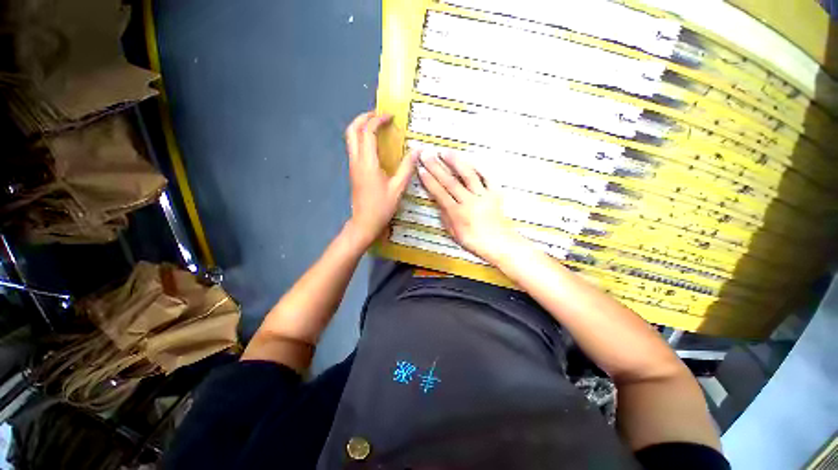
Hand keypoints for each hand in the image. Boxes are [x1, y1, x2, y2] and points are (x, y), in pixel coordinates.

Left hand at [344, 111, 417, 246]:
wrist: (364, 223)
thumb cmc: (381, 207)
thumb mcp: (398, 188)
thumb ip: (407, 168)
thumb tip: (417, 150)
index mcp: (367, 163)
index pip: (367, 132)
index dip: (378, 120)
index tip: (391, 117)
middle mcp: (356, 160)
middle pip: (352, 130)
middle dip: (364, 117)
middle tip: (380, 115)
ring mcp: (352, 166)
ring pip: (350, 138)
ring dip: (361, 127)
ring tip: (378, 126)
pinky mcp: (353, 171)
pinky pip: (354, 147)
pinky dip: (362, 138)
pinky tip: (376, 145)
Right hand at [417, 150, 525, 263]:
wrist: (498, 242)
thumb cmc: (474, 240)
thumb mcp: (453, 231)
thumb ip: (445, 214)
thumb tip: (438, 200)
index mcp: (457, 213)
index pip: (439, 193)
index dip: (429, 180)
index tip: (421, 169)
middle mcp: (469, 202)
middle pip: (450, 181)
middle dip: (436, 166)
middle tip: (427, 154)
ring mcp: (483, 196)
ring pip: (468, 175)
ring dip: (455, 162)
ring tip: (445, 152)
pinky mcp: (495, 193)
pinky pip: (487, 177)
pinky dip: (478, 167)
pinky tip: (469, 160)